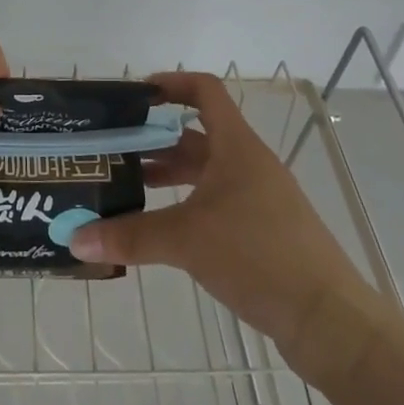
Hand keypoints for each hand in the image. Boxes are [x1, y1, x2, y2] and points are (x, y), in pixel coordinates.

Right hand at [68, 72, 386, 386]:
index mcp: (236, 147)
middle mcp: (248, 164)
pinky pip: (215, 203)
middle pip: (196, 135)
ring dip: (169, 175)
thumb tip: (74, 239)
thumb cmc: (259, 256)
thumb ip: (129, 236)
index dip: (170, 84)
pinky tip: (160, 228)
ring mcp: (258, 199)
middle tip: (113, 149)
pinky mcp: (263, 232)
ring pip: (205, 172)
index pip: (204, 91)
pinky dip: (186, 205)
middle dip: (154, 139)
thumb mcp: (187, 240)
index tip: (134, 95)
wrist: (330, 321)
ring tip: (127, 187)